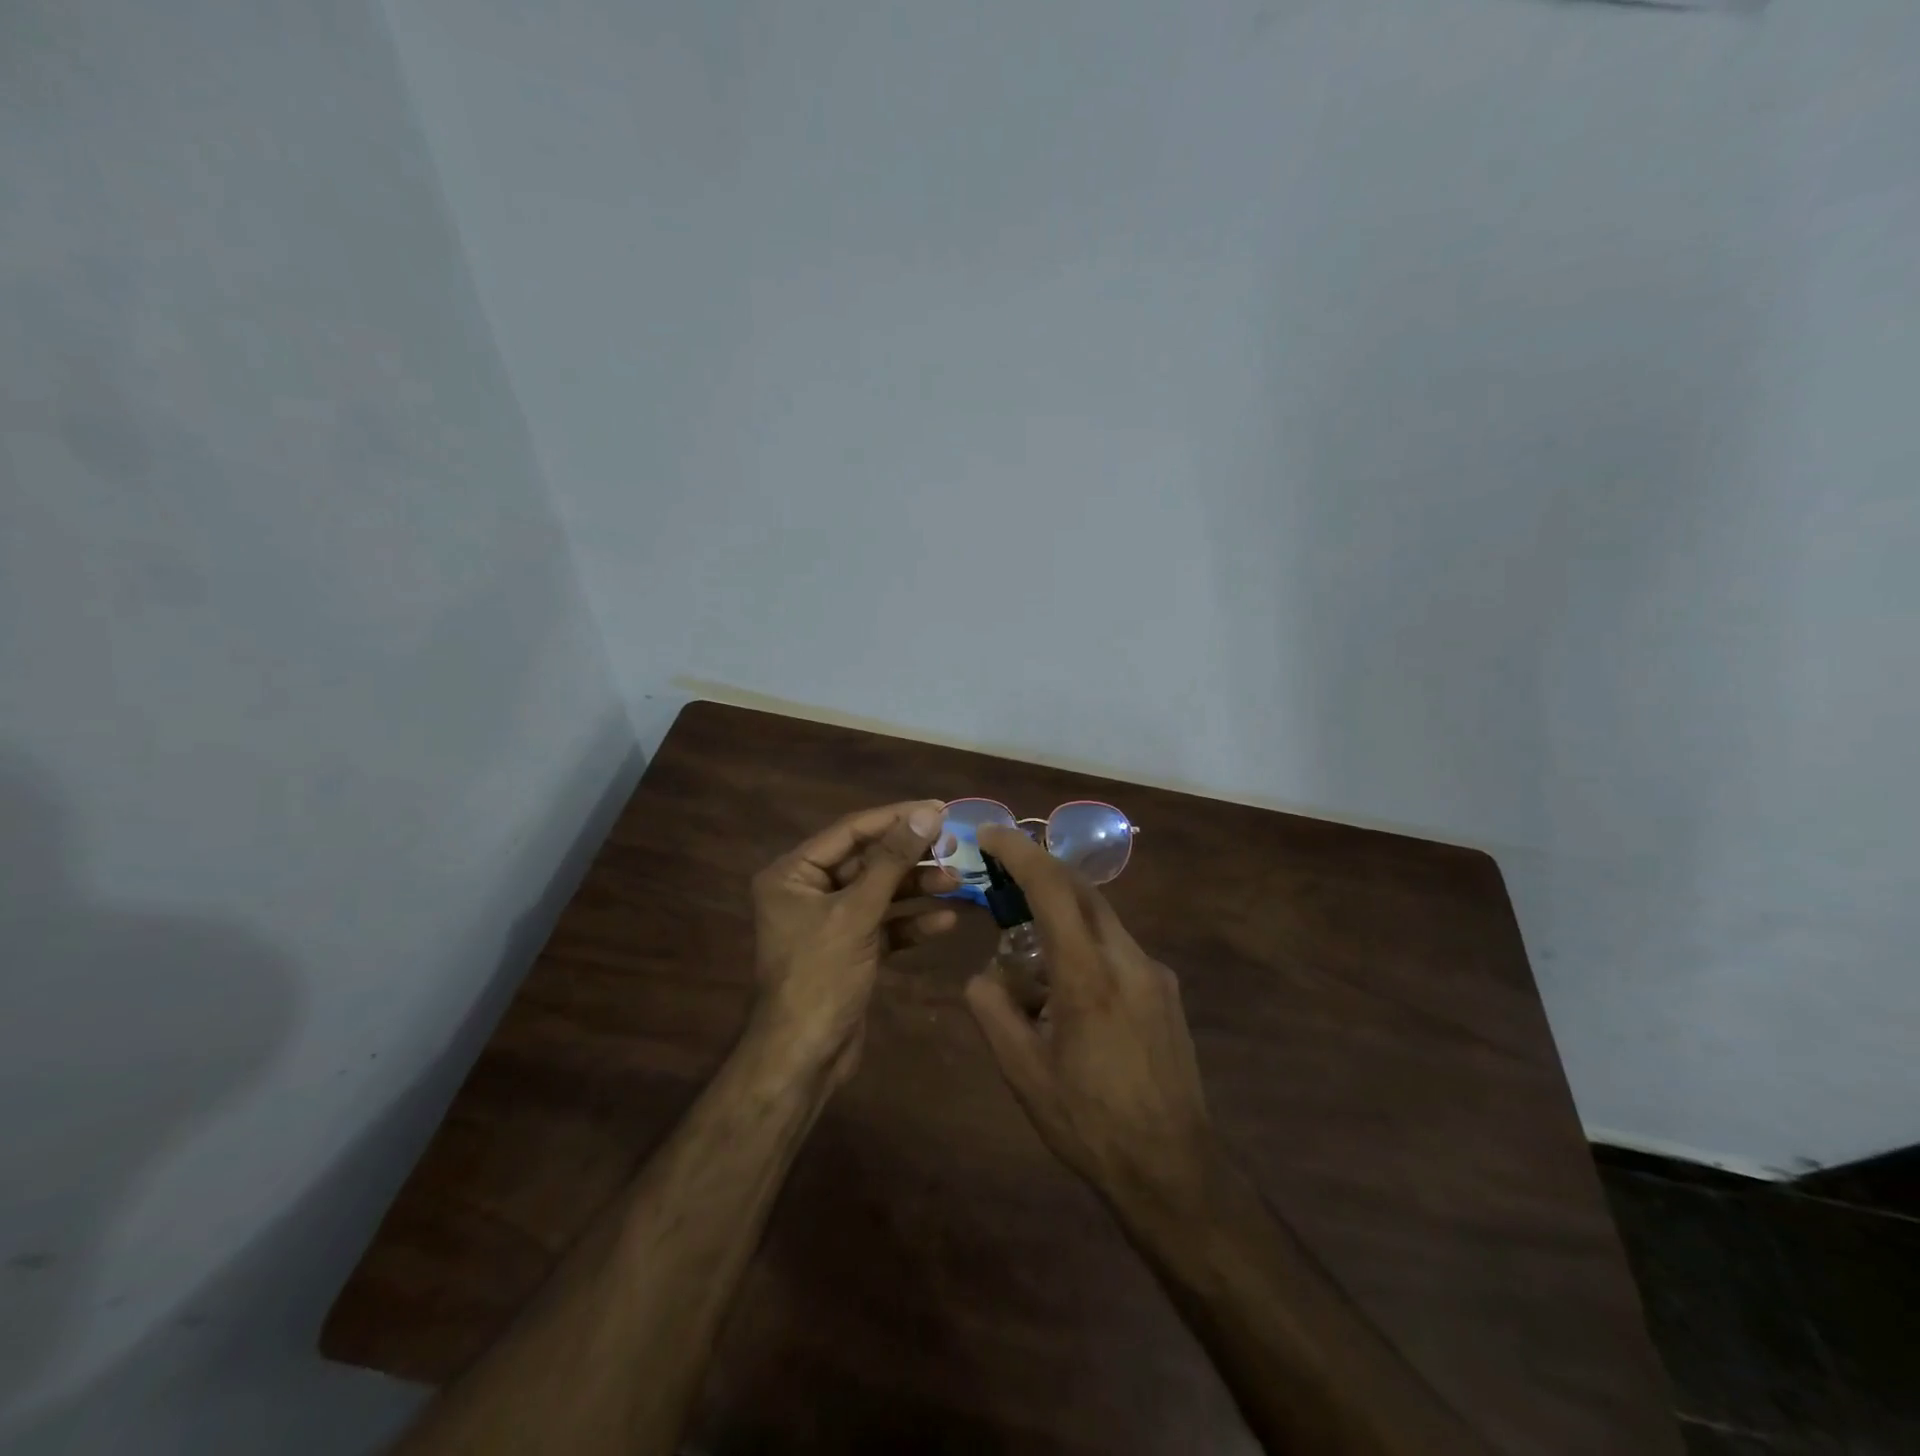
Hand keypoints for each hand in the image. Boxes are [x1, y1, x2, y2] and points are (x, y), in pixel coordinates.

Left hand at [749, 800, 957, 1084]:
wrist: (803, 1058)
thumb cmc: (820, 976)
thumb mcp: (857, 913)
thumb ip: (893, 861)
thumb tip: (928, 813)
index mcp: (794, 873)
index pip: (851, 831)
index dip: (896, 818)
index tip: (939, 808)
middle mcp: (809, 891)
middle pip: (868, 861)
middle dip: (910, 856)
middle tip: (954, 845)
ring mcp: (830, 922)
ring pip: (880, 893)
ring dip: (916, 888)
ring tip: (957, 880)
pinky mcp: (850, 949)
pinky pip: (884, 925)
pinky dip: (911, 922)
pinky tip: (945, 921)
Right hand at [964, 823, 1219, 1214]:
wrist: (1174, 1169)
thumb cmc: (1089, 1123)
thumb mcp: (1023, 1073)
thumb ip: (992, 1011)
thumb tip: (983, 975)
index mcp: (1088, 976)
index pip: (1052, 889)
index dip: (1019, 852)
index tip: (990, 833)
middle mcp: (1128, 959)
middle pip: (1081, 891)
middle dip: (1039, 873)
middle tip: (1002, 880)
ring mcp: (1155, 973)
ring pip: (1100, 919)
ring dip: (1061, 918)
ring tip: (1030, 964)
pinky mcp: (1167, 990)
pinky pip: (1117, 948)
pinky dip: (1085, 947)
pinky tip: (1069, 996)